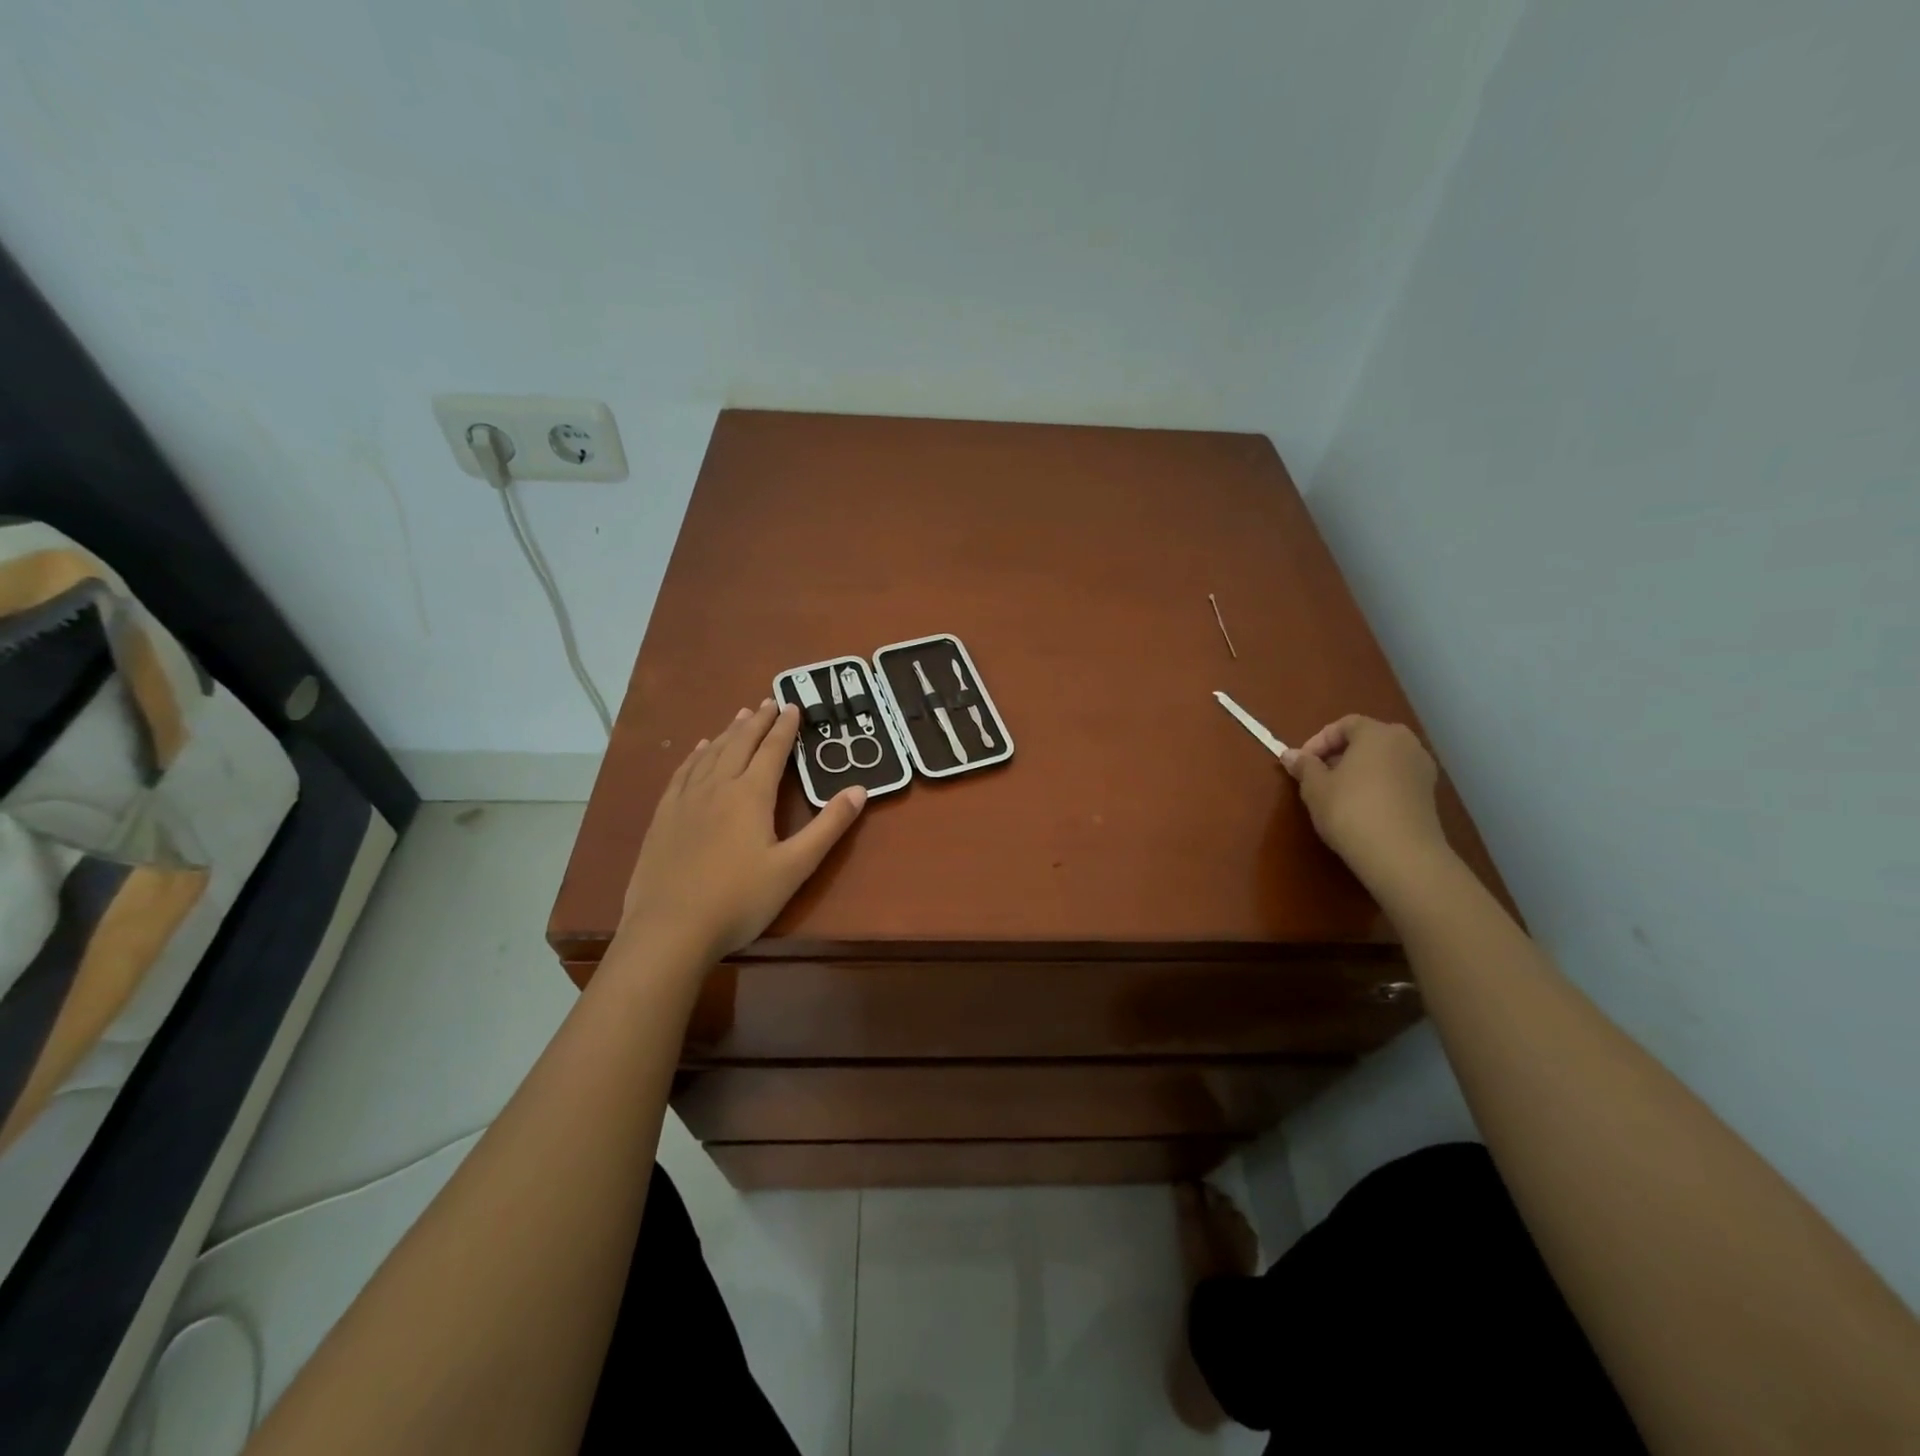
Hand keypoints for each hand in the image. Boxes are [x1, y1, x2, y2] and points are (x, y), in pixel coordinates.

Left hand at [616, 700, 865, 968]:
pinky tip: (699, 750)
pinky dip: (696, 755)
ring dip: (729, 732)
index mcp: (751, 796)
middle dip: (757, 721)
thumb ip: (828, 827)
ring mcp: (686, 801)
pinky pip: (683, 773)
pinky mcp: (664, 817)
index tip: (793, 706)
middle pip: (740, 744)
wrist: (670, 929)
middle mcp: (717, 787)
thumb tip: (860, 790)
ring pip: (711, 754)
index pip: (772, 751)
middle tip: (768, 701)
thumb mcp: (794, 867)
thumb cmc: (739, 900)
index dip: (785, 728)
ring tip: (740, 716)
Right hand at [1282, 715, 1450, 887]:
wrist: (1401, 855)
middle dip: (1340, 754)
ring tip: (1339, 793)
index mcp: (1377, 733)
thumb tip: (1290, 755)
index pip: (1344, 724)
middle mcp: (1405, 743)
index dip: (1318, 741)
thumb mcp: (1315, 788)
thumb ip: (1304, 767)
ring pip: (1383, 760)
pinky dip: (1377, 785)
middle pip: (1367, 739)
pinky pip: (1396, 778)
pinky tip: (1362, 808)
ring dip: (1359, 770)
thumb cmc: (1350, 810)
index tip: (1302, 764)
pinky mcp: (1429, 794)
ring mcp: (1422, 768)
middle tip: (1319, 776)